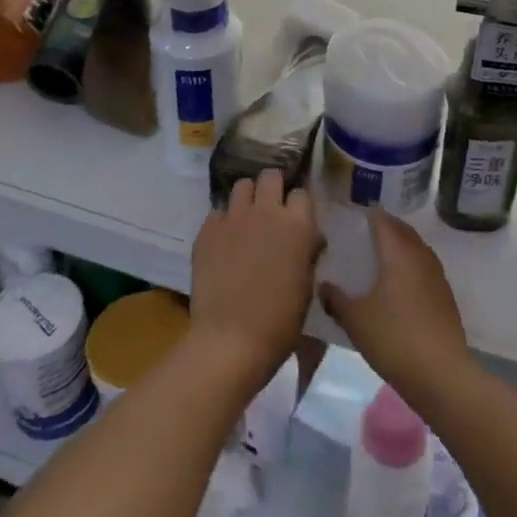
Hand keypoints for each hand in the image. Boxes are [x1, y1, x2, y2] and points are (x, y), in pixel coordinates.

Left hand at [189, 169, 320, 386]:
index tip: (297, 218)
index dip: (299, 205)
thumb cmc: (280, 320)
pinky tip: (224, 242)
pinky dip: (224, 222)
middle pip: (271, 176)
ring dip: (248, 199)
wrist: (231, 340)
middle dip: (273, 187)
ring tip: (247, 219)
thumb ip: (307, 252)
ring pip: (242, 186)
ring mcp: (233, 218)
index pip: (302, 193)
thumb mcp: (307, 285)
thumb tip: (309, 238)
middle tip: (272, 209)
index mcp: (297, 225)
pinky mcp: (207, 230)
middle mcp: (266, 211)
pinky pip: (218, 212)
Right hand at [320, 210, 472, 402]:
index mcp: (398, 252)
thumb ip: (336, 299)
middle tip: (363, 234)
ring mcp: (437, 275)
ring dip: (399, 246)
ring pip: (416, 248)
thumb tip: (323, 285)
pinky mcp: (445, 296)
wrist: (441, 374)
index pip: (382, 220)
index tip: (352, 215)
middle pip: (402, 230)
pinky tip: (398, 285)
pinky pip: (424, 268)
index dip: (368, 215)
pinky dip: (410, 266)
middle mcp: (420, 256)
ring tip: (379, 257)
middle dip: (385, 227)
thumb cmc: (394, 338)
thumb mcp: (355, 320)